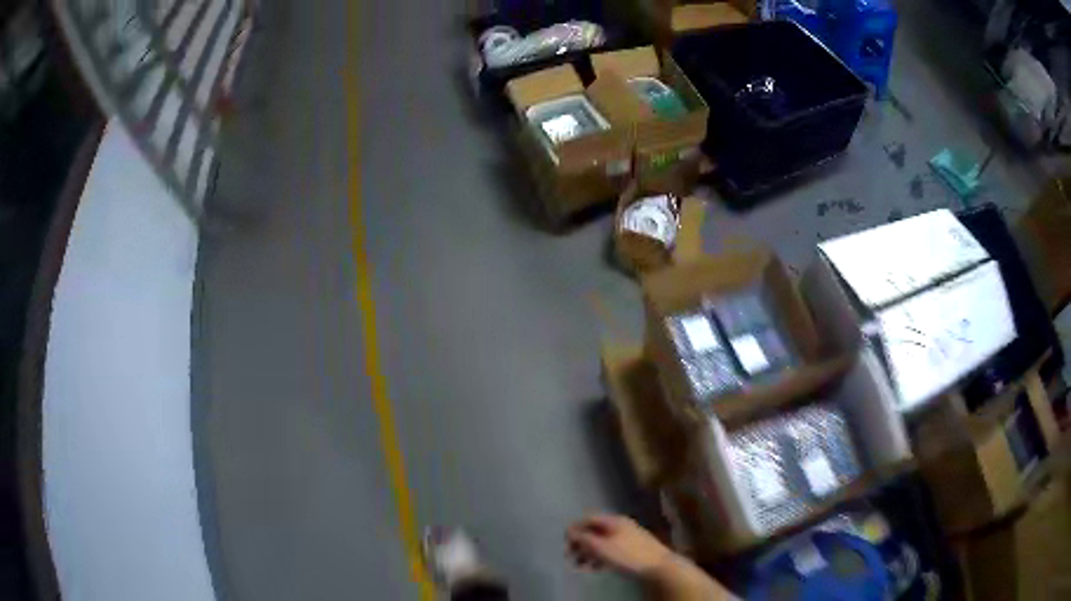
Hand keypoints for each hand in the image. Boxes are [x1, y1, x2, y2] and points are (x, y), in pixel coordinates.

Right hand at [566, 514, 672, 576]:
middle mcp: (621, 525)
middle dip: (580, 543)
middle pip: (594, 530)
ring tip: (580, 566)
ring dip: (589, 552)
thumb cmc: (628, 555)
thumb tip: (569, 531)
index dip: (574, 529)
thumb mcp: (601, 547)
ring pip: (602, 541)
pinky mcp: (633, 549)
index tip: (565, 543)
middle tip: (570, 557)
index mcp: (614, 520)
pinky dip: (600, 557)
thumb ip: (583, 539)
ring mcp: (628, 537)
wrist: (659, 566)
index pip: (588, 518)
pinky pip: (611, 549)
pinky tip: (596, 568)